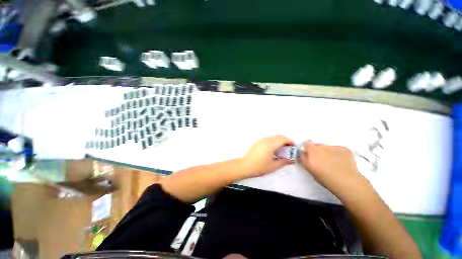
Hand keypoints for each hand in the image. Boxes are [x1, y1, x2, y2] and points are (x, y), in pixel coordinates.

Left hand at [241, 135, 294, 177]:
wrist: (245, 166)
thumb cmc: (259, 167)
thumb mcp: (273, 166)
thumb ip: (284, 161)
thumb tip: (291, 159)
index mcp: (270, 145)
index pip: (283, 139)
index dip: (290, 142)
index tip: (293, 148)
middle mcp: (265, 140)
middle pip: (278, 136)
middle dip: (285, 141)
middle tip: (288, 150)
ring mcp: (260, 140)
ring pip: (273, 137)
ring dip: (279, 141)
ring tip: (281, 151)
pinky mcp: (257, 142)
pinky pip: (268, 139)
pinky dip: (273, 142)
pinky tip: (273, 150)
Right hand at [298, 141, 364, 196]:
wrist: (347, 183)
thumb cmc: (325, 178)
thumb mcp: (309, 169)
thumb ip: (303, 159)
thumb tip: (301, 153)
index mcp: (312, 151)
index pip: (306, 143)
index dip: (307, 148)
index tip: (309, 154)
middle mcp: (322, 147)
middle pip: (317, 145)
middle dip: (317, 151)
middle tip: (321, 160)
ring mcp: (334, 147)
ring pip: (328, 147)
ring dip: (328, 152)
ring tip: (332, 162)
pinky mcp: (345, 149)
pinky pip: (338, 149)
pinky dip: (338, 154)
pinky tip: (341, 162)